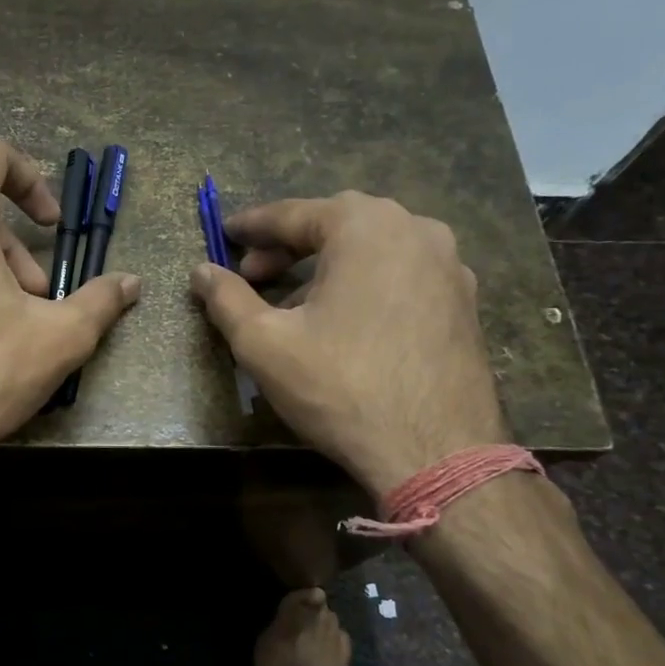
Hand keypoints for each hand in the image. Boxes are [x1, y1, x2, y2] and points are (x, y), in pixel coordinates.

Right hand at [189, 192, 505, 496]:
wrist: (435, 452)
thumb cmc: (340, 387)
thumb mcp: (264, 343)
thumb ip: (226, 299)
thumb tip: (200, 271)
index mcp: (366, 226)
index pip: (293, 213)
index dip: (252, 226)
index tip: (224, 235)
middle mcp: (415, 230)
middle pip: (336, 225)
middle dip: (288, 245)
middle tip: (252, 275)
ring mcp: (449, 265)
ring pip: (371, 249)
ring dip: (326, 265)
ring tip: (293, 302)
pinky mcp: (464, 302)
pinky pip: (400, 275)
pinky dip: (363, 283)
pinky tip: (343, 321)